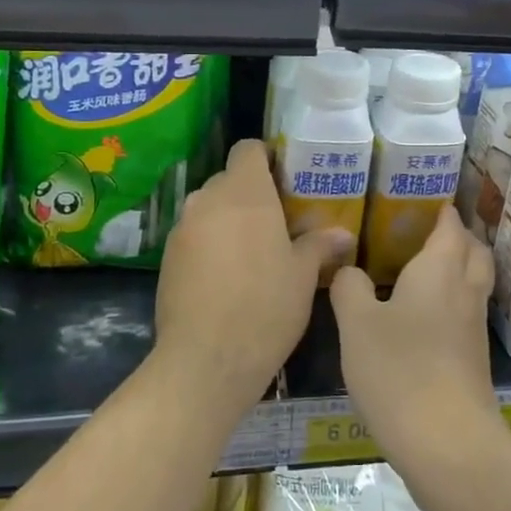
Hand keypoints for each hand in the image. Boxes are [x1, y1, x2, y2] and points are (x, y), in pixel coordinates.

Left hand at [153, 139, 349, 415]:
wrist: (206, 360)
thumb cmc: (266, 306)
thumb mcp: (302, 275)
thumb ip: (319, 245)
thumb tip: (343, 234)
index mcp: (245, 193)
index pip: (248, 149)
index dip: (266, 158)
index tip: (285, 178)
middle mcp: (207, 200)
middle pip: (228, 179)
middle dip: (250, 194)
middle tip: (278, 221)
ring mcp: (182, 229)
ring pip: (209, 209)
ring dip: (228, 220)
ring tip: (253, 251)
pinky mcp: (166, 258)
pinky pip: (193, 236)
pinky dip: (210, 244)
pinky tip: (227, 277)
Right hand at [329, 206, 498, 459]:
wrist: (447, 443)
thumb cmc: (399, 370)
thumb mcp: (356, 324)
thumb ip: (349, 287)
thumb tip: (349, 269)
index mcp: (440, 269)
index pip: (450, 226)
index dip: (442, 211)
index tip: (425, 201)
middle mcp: (464, 291)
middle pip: (474, 251)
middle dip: (457, 237)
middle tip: (427, 233)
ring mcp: (474, 328)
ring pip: (474, 283)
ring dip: (458, 269)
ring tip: (423, 269)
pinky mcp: (474, 360)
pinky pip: (467, 313)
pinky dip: (453, 301)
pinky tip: (424, 317)